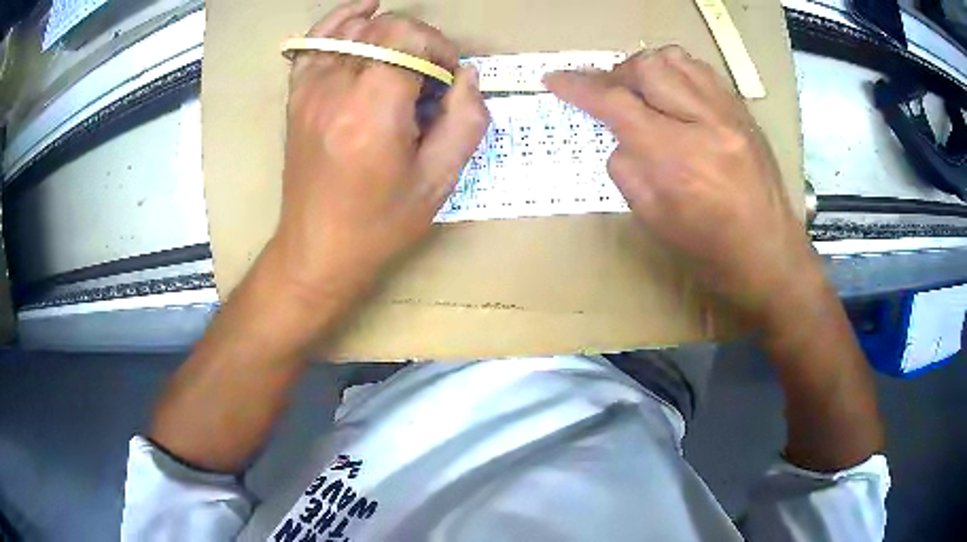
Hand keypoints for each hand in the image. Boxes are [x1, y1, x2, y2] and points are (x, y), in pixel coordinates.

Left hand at [272, 0, 489, 300]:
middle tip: (430, 74)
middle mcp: (335, 89)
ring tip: (405, 52)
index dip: (438, 47)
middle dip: (419, 38)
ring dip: (388, 30)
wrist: (317, 248)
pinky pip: (316, 41)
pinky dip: (341, 20)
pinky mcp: (298, 95)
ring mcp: (310, 89)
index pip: (408, 38)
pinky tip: (363, 12)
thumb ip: (465, 120)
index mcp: (372, 110)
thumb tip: (468, 75)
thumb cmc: (380, 222)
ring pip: (352, 28)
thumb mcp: (439, 180)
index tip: (448, 77)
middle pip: (383, 27)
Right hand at [544, 46, 815, 324]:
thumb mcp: (655, 221)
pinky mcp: (744, 113)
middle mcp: (705, 124)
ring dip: (646, 68)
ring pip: (675, 59)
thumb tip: (618, 135)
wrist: (772, 257)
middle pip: (646, 67)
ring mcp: (730, 113)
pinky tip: (673, 93)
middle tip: (607, 93)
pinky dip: (677, 72)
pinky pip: (702, 70)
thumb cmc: (712, 253)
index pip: (616, 103)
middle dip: (615, 74)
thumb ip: (627, 169)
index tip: (555, 80)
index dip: (579, 87)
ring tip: (640, 90)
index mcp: (678, 160)